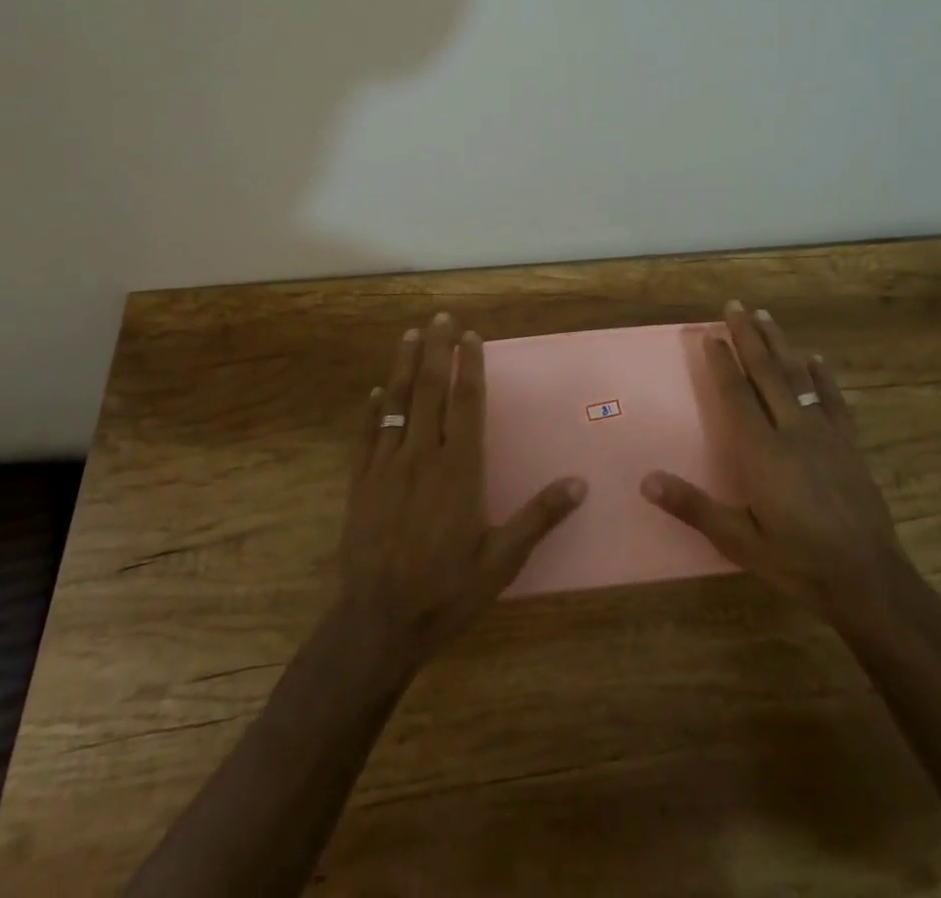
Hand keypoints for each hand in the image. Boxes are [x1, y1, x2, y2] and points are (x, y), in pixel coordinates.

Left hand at [336, 313, 586, 673]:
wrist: (379, 622)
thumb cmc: (447, 590)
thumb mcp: (502, 560)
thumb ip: (539, 517)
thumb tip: (580, 483)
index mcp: (459, 469)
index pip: (466, 403)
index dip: (469, 366)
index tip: (470, 336)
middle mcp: (422, 456)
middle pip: (430, 390)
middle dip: (436, 350)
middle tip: (440, 318)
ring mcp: (386, 467)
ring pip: (397, 403)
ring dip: (403, 366)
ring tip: (409, 335)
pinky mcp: (360, 483)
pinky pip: (367, 435)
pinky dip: (373, 409)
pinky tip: (376, 390)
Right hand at [642, 302, 900, 627]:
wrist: (868, 580)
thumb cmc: (798, 562)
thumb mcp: (739, 541)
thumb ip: (693, 507)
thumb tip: (646, 481)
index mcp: (762, 452)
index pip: (736, 395)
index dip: (722, 363)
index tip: (710, 334)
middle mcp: (792, 432)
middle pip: (766, 374)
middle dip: (748, 337)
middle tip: (735, 305)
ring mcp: (825, 435)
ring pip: (798, 377)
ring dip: (780, 344)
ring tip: (765, 316)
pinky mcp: (849, 445)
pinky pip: (833, 400)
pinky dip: (822, 376)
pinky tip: (815, 358)